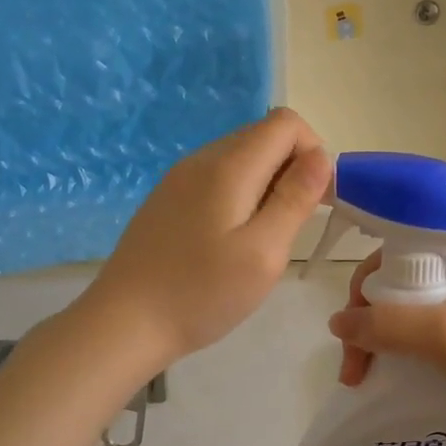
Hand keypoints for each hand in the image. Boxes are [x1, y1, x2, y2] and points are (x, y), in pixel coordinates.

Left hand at [84, 108, 330, 367]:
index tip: (317, 201)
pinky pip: (218, 178)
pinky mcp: (169, 199)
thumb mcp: (263, 252)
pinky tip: (232, 240)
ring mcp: (180, 178)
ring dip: (268, 185)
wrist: (124, 323)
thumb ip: (295, 199)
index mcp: (228, 166)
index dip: (314, 152)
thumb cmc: (202, 293)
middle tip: (295, 225)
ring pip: (241, 158)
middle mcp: (202, 159)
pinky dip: (241, 196)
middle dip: (293, 169)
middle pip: (263, 136)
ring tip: (265, 238)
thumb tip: (320, 156)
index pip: (286, 123)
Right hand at [327, 242, 445, 428]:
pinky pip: (427, 332)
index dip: (365, 286)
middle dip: (369, 324)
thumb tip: (336, 323)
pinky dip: (405, 352)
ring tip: (364, 378)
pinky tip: (392, 376)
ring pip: (409, 311)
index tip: (351, 328)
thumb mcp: (442, 333)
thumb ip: (385, 325)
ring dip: (383, 342)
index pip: (394, 253)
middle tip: (354, 366)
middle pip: (398, 284)